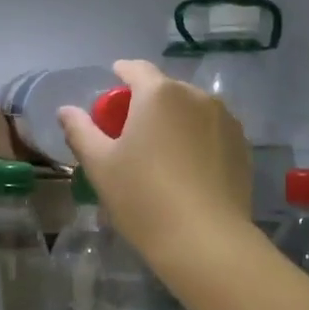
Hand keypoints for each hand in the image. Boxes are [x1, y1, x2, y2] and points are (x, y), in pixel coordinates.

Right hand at [57, 59, 254, 270]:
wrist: (205, 240)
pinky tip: (187, 170)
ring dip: (174, 121)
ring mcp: (226, 121)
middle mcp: (197, 96)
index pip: (136, 69)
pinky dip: (196, 140)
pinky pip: (211, 132)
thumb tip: (65, 110)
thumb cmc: (143, 197)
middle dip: (146, 103)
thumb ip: (80, 131)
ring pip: (191, 111)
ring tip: (161, 153)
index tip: (111, 87)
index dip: (120, 74)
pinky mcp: (242, 147)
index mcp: (159, 94)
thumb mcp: (100, 165)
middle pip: (165, 90)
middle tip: (130, 132)